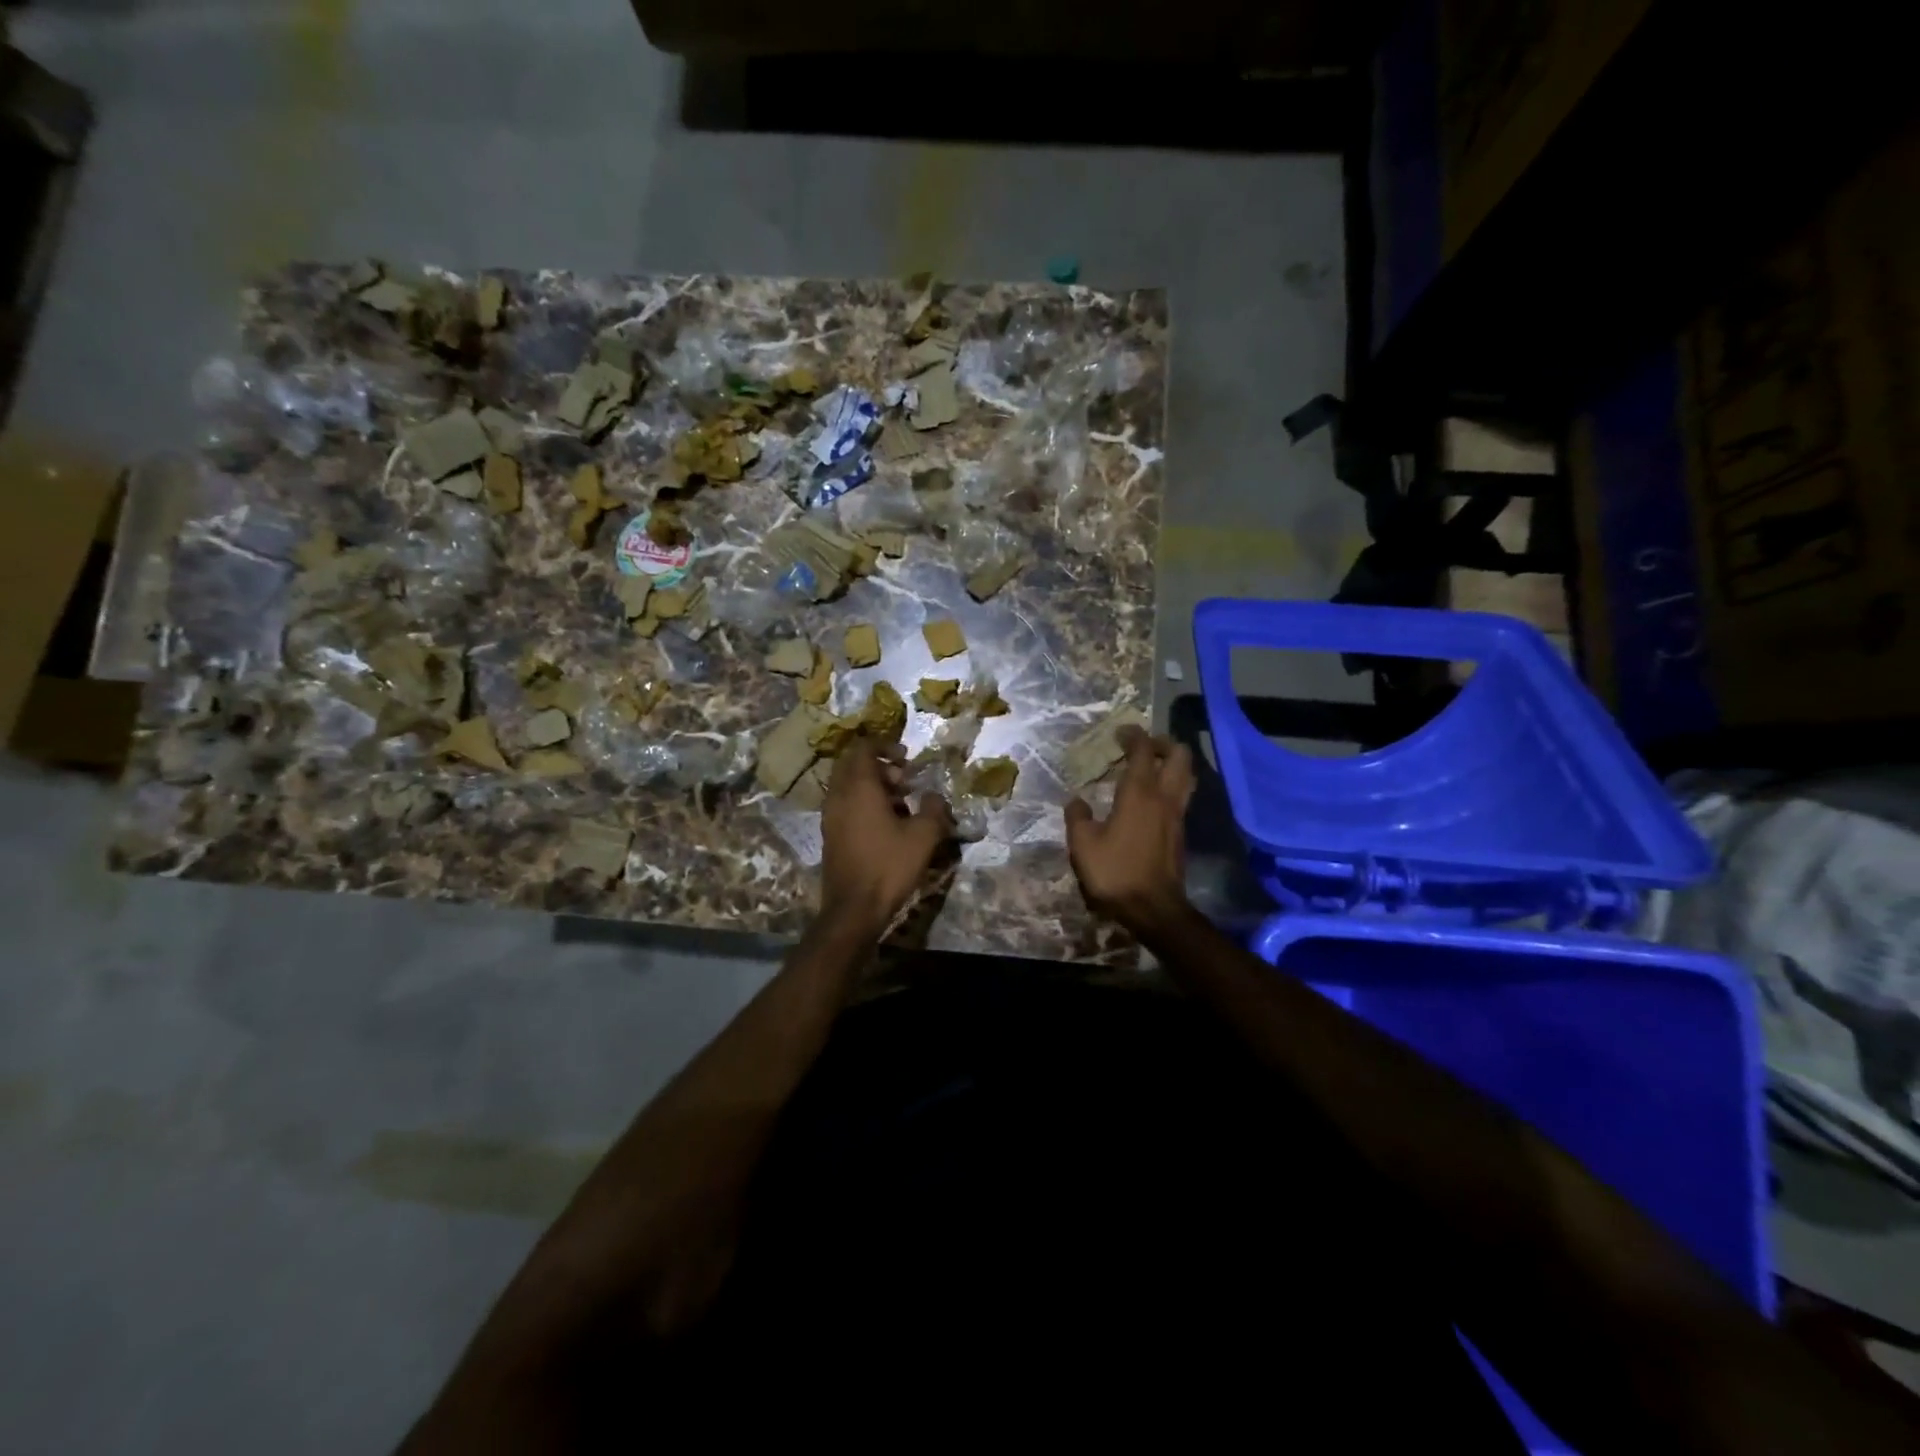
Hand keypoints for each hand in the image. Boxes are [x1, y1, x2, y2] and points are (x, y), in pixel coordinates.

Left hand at [820, 738, 953, 932]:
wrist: (853, 909)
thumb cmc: (889, 866)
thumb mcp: (923, 836)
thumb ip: (933, 808)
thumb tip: (934, 796)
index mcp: (859, 787)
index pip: (864, 749)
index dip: (885, 746)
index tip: (907, 757)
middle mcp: (839, 796)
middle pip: (853, 765)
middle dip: (880, 766)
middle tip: (905, 780)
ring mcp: (830, 816)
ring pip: (848, 786)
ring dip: (873, 786)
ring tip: (902, 803)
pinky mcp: (830, 835)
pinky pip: (845, 805)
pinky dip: (864, 803)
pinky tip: (887, 824)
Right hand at [1065, 726, 1194, 935]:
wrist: (1154, 909)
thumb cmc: (1115, 872)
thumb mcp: (1083, 844)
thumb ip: (1078, 817)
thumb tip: (1077, 801)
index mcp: (1139, 793)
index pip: (1143, 750)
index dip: (1133, 735)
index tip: (1120, 732)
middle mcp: (1164, 797)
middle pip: (1179, 755)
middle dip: (1163, 743)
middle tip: (1142, 747)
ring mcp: (1177, 815)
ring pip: (1186, 775)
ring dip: (1172, 764)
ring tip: (1151, 768)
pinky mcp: (1181, 832)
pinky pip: (1182, 795)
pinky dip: (1171, 785)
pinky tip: (1152, 798)